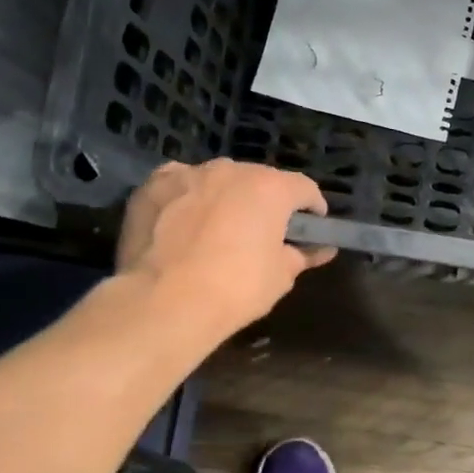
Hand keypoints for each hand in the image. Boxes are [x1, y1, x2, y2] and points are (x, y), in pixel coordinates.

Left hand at [117, 160, 334, 332]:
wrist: (163, 302)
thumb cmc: (235, 289)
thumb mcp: (281, 277)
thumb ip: (302, 255)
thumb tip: (320, 250)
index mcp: (271, 188)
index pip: (304, 188)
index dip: (312, 209)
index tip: (312, 228)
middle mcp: (231, 170)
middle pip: (259, 180)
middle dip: (266, 202)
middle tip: (263, 232)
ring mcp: (189, 173)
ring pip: (217, 180)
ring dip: (225, 198)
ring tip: (219, 228)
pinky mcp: (153, 186)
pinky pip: (180, 185)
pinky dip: (187, 198)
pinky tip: (182, 222)